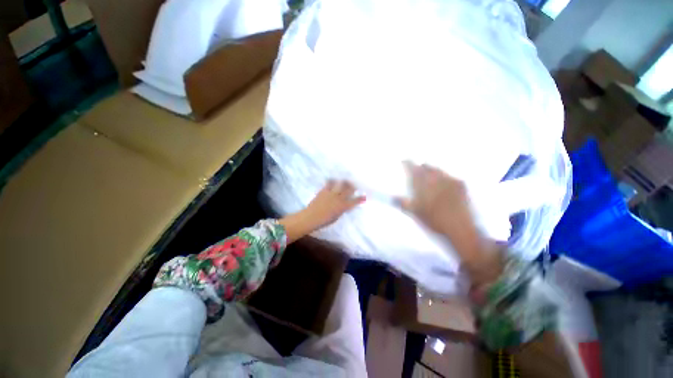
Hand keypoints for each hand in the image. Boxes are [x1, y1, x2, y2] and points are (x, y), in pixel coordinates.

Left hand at [280, 180, 365, 242]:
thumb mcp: (336, 217)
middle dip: (353, 186)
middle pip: (349, 189)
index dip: (360, 199)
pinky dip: (332, 181)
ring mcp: (331, 193)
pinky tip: (333, 179)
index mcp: (343, 206)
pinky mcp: (324, 190)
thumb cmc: (324, 221)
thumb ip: (341, 210)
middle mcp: (339, 198)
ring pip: (340, 184)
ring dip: (344, 182)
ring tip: (345, 180)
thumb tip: (344, 205)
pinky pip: (329, 183)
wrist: (311, 217)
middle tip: (354, 185)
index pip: (354, 201)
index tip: (365, 196)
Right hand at [396, 162, 501, 283]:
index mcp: (422, 184)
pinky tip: (444, 184)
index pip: (412, 168)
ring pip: (438, 169)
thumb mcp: (414, 213)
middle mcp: (436, 178)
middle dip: (420, 167)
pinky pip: (450, 175)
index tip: (404, 160)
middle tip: (417, 171)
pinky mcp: (461, 185)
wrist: (460, 228)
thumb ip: (402, 203)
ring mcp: (450, 180)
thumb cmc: (433, 220)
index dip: (407, 163)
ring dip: (432, 171)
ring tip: (430, 177)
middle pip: (426, 166)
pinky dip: (444, 177)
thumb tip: (392, 197)